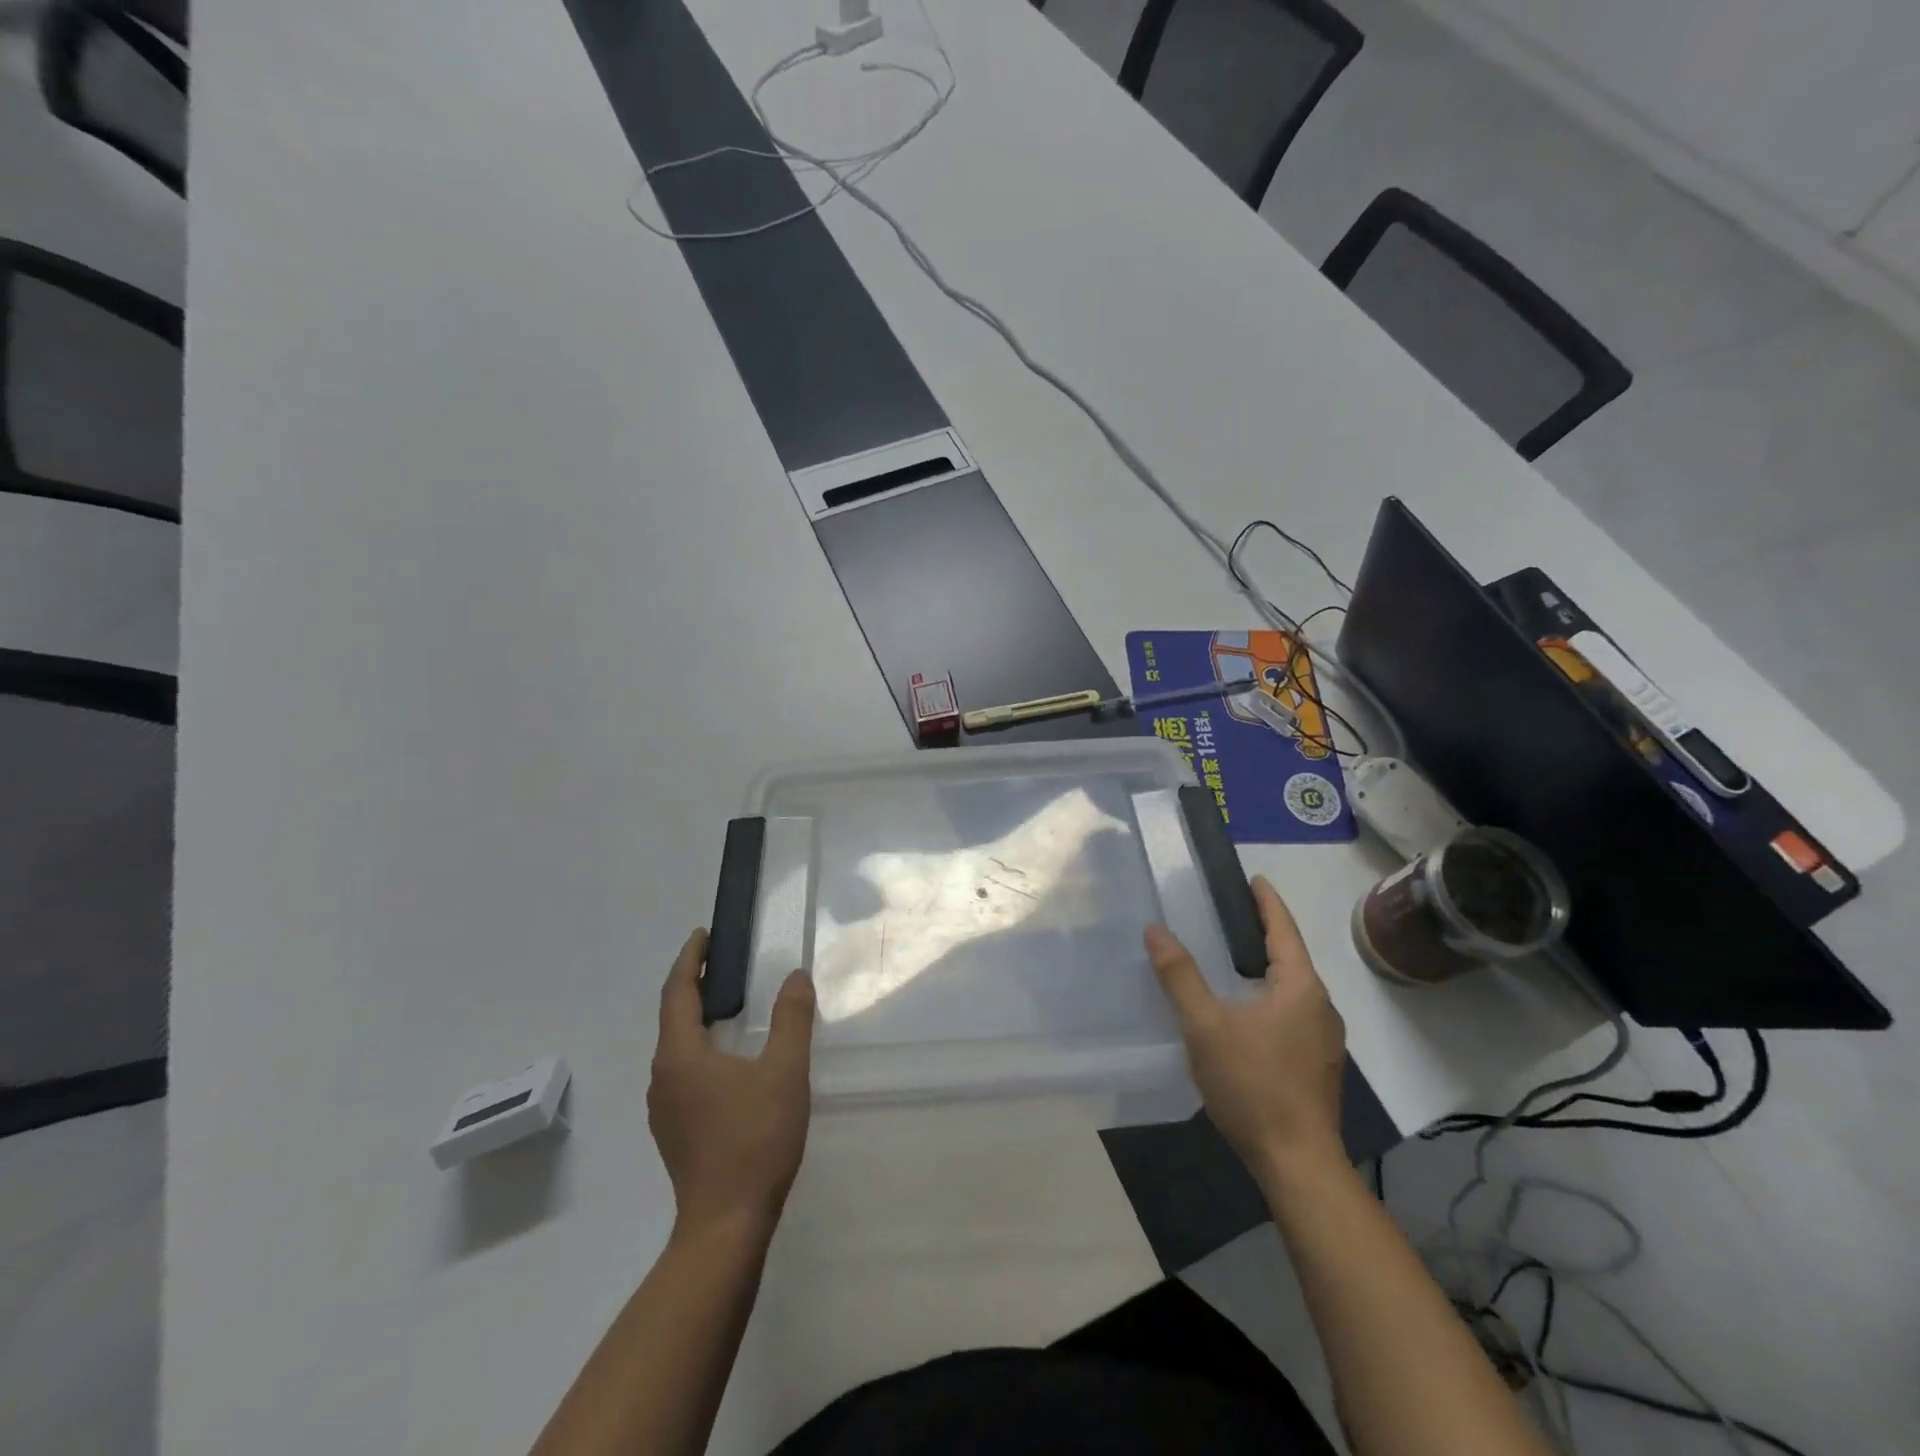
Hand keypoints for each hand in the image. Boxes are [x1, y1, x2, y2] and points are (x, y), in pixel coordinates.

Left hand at [648, 928, 815, 1237]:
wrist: (726, 1225)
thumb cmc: (754, 1139)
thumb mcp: (784, 1071)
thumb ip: (791, 1019)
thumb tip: (795, 977)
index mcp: (681, 1056)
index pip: (677, 992)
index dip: (689, 959)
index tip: (702, 935)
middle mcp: (662, 1077)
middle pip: (673, 1018)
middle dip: (693, 985)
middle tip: (722, 963)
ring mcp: (664, 1109)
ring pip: (677, 1048)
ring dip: (696, 1019)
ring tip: (726, 1005)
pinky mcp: (675, 1131)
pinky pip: (683, 1072)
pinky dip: (700, 1048)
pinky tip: (728, 1060)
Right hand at [1146, 875, 1346, 1186]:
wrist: (1297, 1163)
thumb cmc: (1253, 1084)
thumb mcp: (1205, 1026)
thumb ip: (1180, 976)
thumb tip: (1156, 930)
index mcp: (1301, 987)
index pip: (1284, 928)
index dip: (1266, 901)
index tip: (1252, 878)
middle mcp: (1320, 1005)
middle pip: (1291, 955)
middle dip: (1262, 932)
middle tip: (1226, 915)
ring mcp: (1323, 1038)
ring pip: (1291, 987)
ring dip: (1265, 966)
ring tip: (1229, 957)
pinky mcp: (1317, 1063)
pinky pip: (1292, 1011)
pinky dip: (1268, 995)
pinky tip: (1243, 1009)